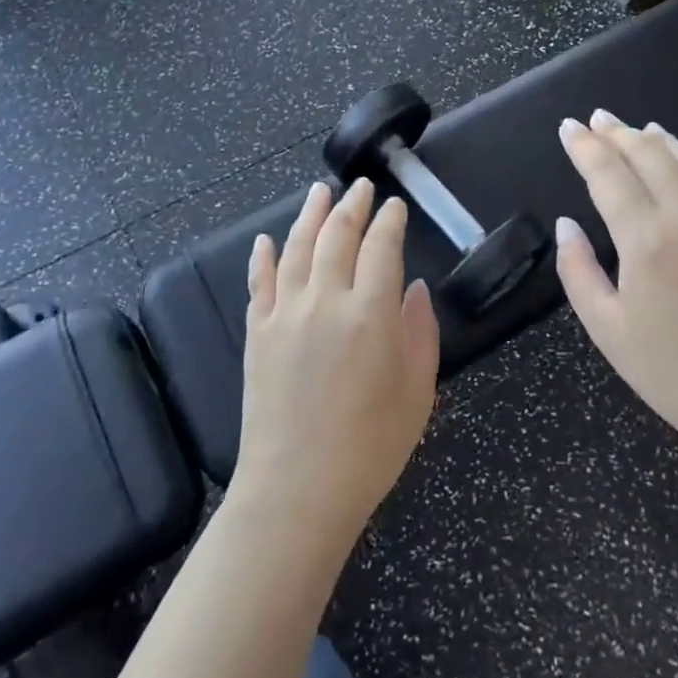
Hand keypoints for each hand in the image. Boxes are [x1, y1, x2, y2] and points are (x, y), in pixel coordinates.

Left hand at [234, 179, 439, 551]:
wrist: (297, 491)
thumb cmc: (370, 447)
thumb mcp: (417, 392)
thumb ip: (420, 332)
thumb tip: (412, 288)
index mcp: (371, 314)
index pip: (382, 247)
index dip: (390, 220)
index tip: (395, 206)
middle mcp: (326, 301)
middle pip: (337, 236)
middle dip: (352, 206)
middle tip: (360, 187)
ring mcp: (285, 314)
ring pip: (297, 247)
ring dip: (309, 215)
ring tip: (318, 191)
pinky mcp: (257, 333)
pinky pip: (259, 283)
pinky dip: (264, 256)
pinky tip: (266, 239)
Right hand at [554, 110, 677, 454]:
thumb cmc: (670, 371)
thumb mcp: (605, 327)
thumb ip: (578, 269)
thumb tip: (567, 225)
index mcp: (646, 239)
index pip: (609, 174)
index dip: (585, 147)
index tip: (570, 127)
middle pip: (651, 155)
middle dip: (620, 133)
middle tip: (600, 119)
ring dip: (664, 141)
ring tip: (643, 130)